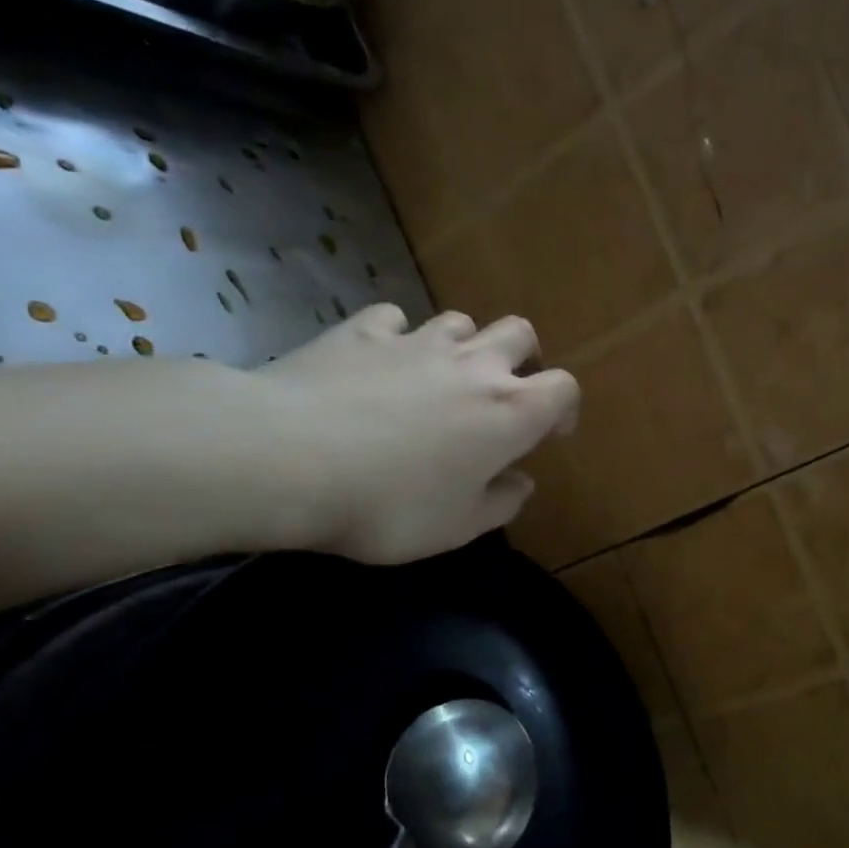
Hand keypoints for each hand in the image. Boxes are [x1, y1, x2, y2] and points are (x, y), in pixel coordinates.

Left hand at [256, 305, 577, 563]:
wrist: (284, 459)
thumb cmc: (389, 504)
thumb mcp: (457, 527)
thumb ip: (501, 503)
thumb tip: (520, 482)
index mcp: (509, 412)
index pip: (564, 388)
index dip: (564, 407)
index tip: (549, 433)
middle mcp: (473, 366)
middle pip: (520, 334)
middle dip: (522, 358)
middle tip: (503, 392)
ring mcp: (415, 342)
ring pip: (460, 321)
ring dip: (463, 345)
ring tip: (442, 378)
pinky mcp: (360, 332)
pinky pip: (394, 320)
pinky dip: (397, 338)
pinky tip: (380, 363)